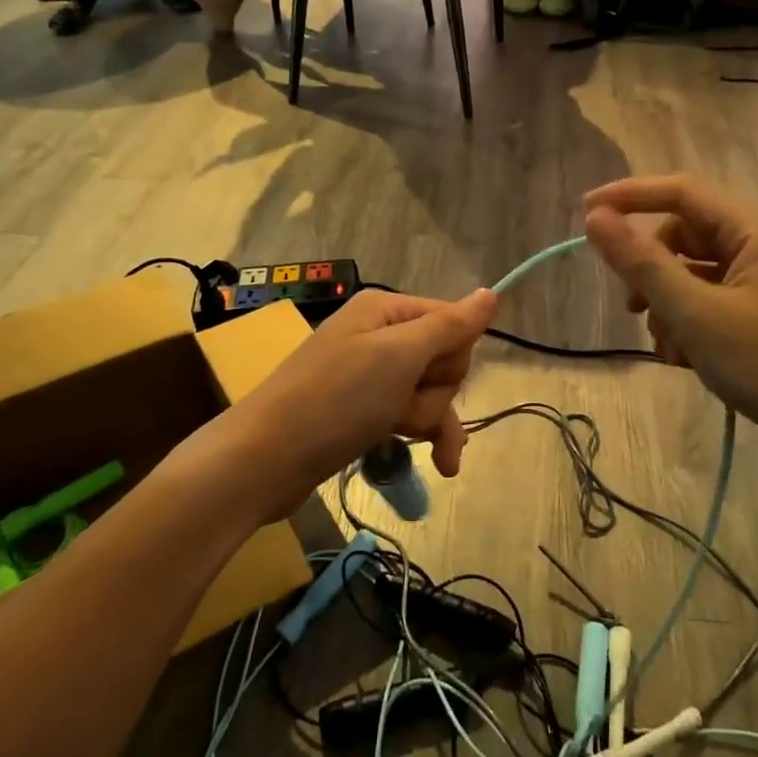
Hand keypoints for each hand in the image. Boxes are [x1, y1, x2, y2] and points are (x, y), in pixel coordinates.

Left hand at [229, 289, 497, 520]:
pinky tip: (441, 464)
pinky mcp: (362, 411)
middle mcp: (378, 335)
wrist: (265, 459)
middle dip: (435, 391)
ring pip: (428, 392)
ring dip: (427, 419)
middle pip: (441, 359)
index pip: (451, 320)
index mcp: (385, 310)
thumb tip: (492, 292)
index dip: (452, 354)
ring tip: (401, 437)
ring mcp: (369, 376)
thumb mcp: (399, 356)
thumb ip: (450, 326)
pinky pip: (408, 415)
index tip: (430, 375)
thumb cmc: (336, 399)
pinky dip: (423, 436)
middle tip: (403, 406)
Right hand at [584, 176, 757, 476]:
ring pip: (695, 272)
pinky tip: (686, 359)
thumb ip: (642, 264)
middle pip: (685, 235)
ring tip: (668, 348)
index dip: (628, 197)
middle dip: (651, 270)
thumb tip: (595, 218)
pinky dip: (690, 322)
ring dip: (668, 304)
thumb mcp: (697, 314)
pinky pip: (712, 299)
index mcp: (755, 227)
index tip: (584, 214)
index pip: (680, 191)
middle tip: (631, 308)